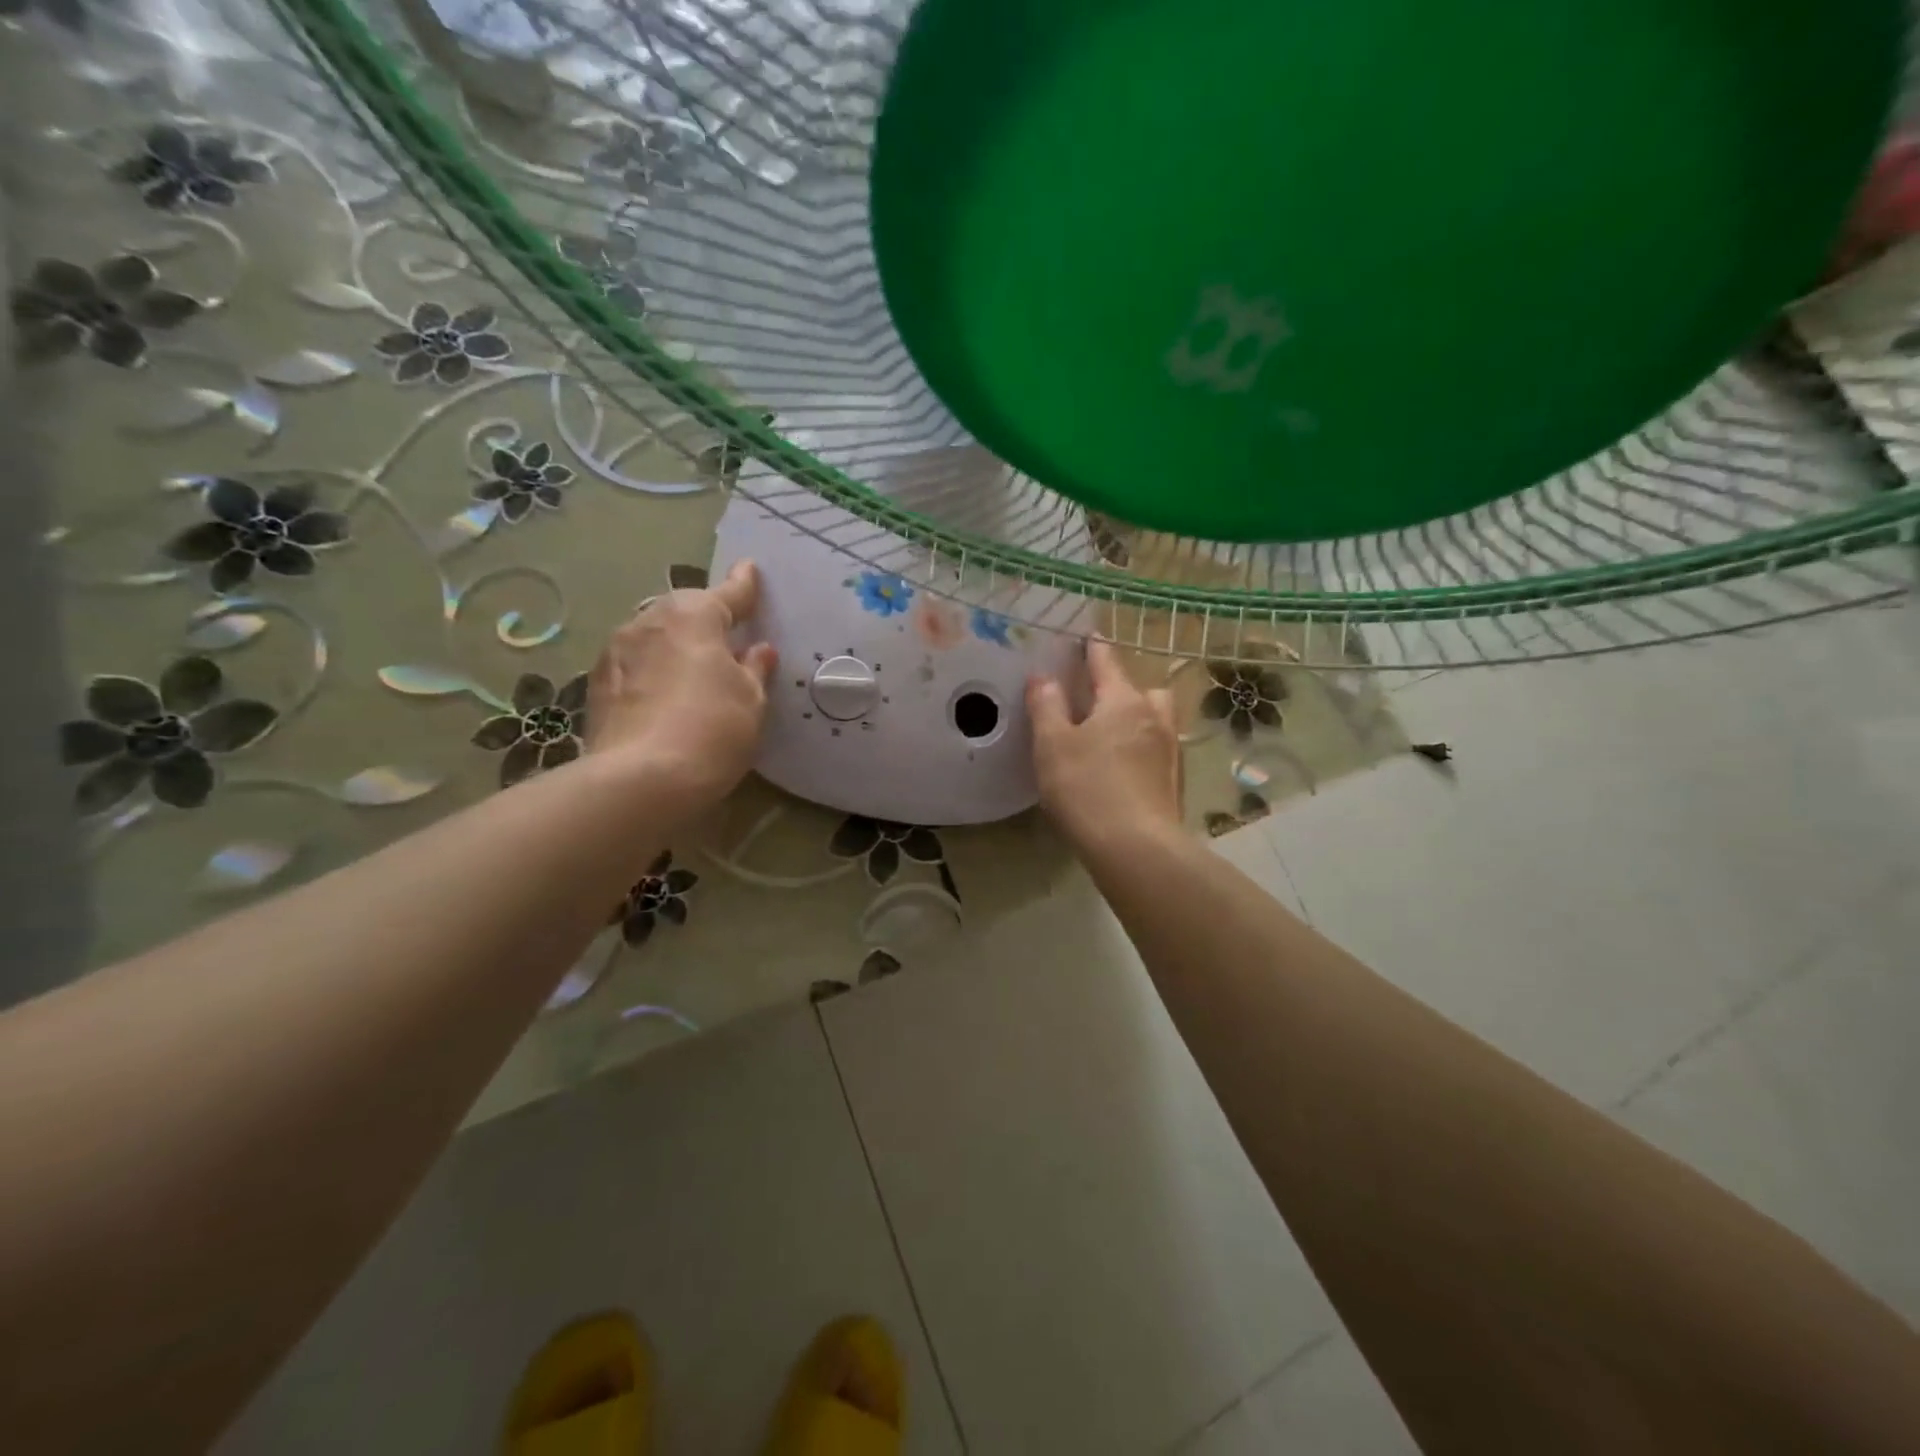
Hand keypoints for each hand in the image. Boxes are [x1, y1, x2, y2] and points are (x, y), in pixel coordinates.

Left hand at [585, 560, 777, 807]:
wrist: (641, 780)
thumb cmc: (713, 730)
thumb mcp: (751, 701)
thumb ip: (755, 669)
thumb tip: (757, 650)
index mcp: (693, 616)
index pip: (727, 594)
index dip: (743, 586)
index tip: (749, 570)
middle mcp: (649, 620)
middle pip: (684, 611)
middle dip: (704, 618)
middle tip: (726, 636)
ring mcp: (616, 651)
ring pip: (654, 636)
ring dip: (674, 644)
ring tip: (693, 669)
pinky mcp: (597, 684)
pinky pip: (635, 664)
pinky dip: (652, 670)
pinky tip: (664, 695)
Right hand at [1028, 639, 1181, 856]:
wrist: (1136, 848)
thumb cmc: (1087, 788)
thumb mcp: (1052, 745)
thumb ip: (1046, 706)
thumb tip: (1044, 678)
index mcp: (1123, 701)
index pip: (1107, 662)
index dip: (1094, 647)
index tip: (1089, 635)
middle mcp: (1154, 718)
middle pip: (1143, 689)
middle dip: (1123, 688)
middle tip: (1098, 701)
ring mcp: (1170, 751)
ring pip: (1156, 720)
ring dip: (1138, 718)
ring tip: (1111, 737)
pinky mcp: (1174, 783)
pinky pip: (1157, 750)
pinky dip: (1142, 749)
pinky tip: (1123, 770)